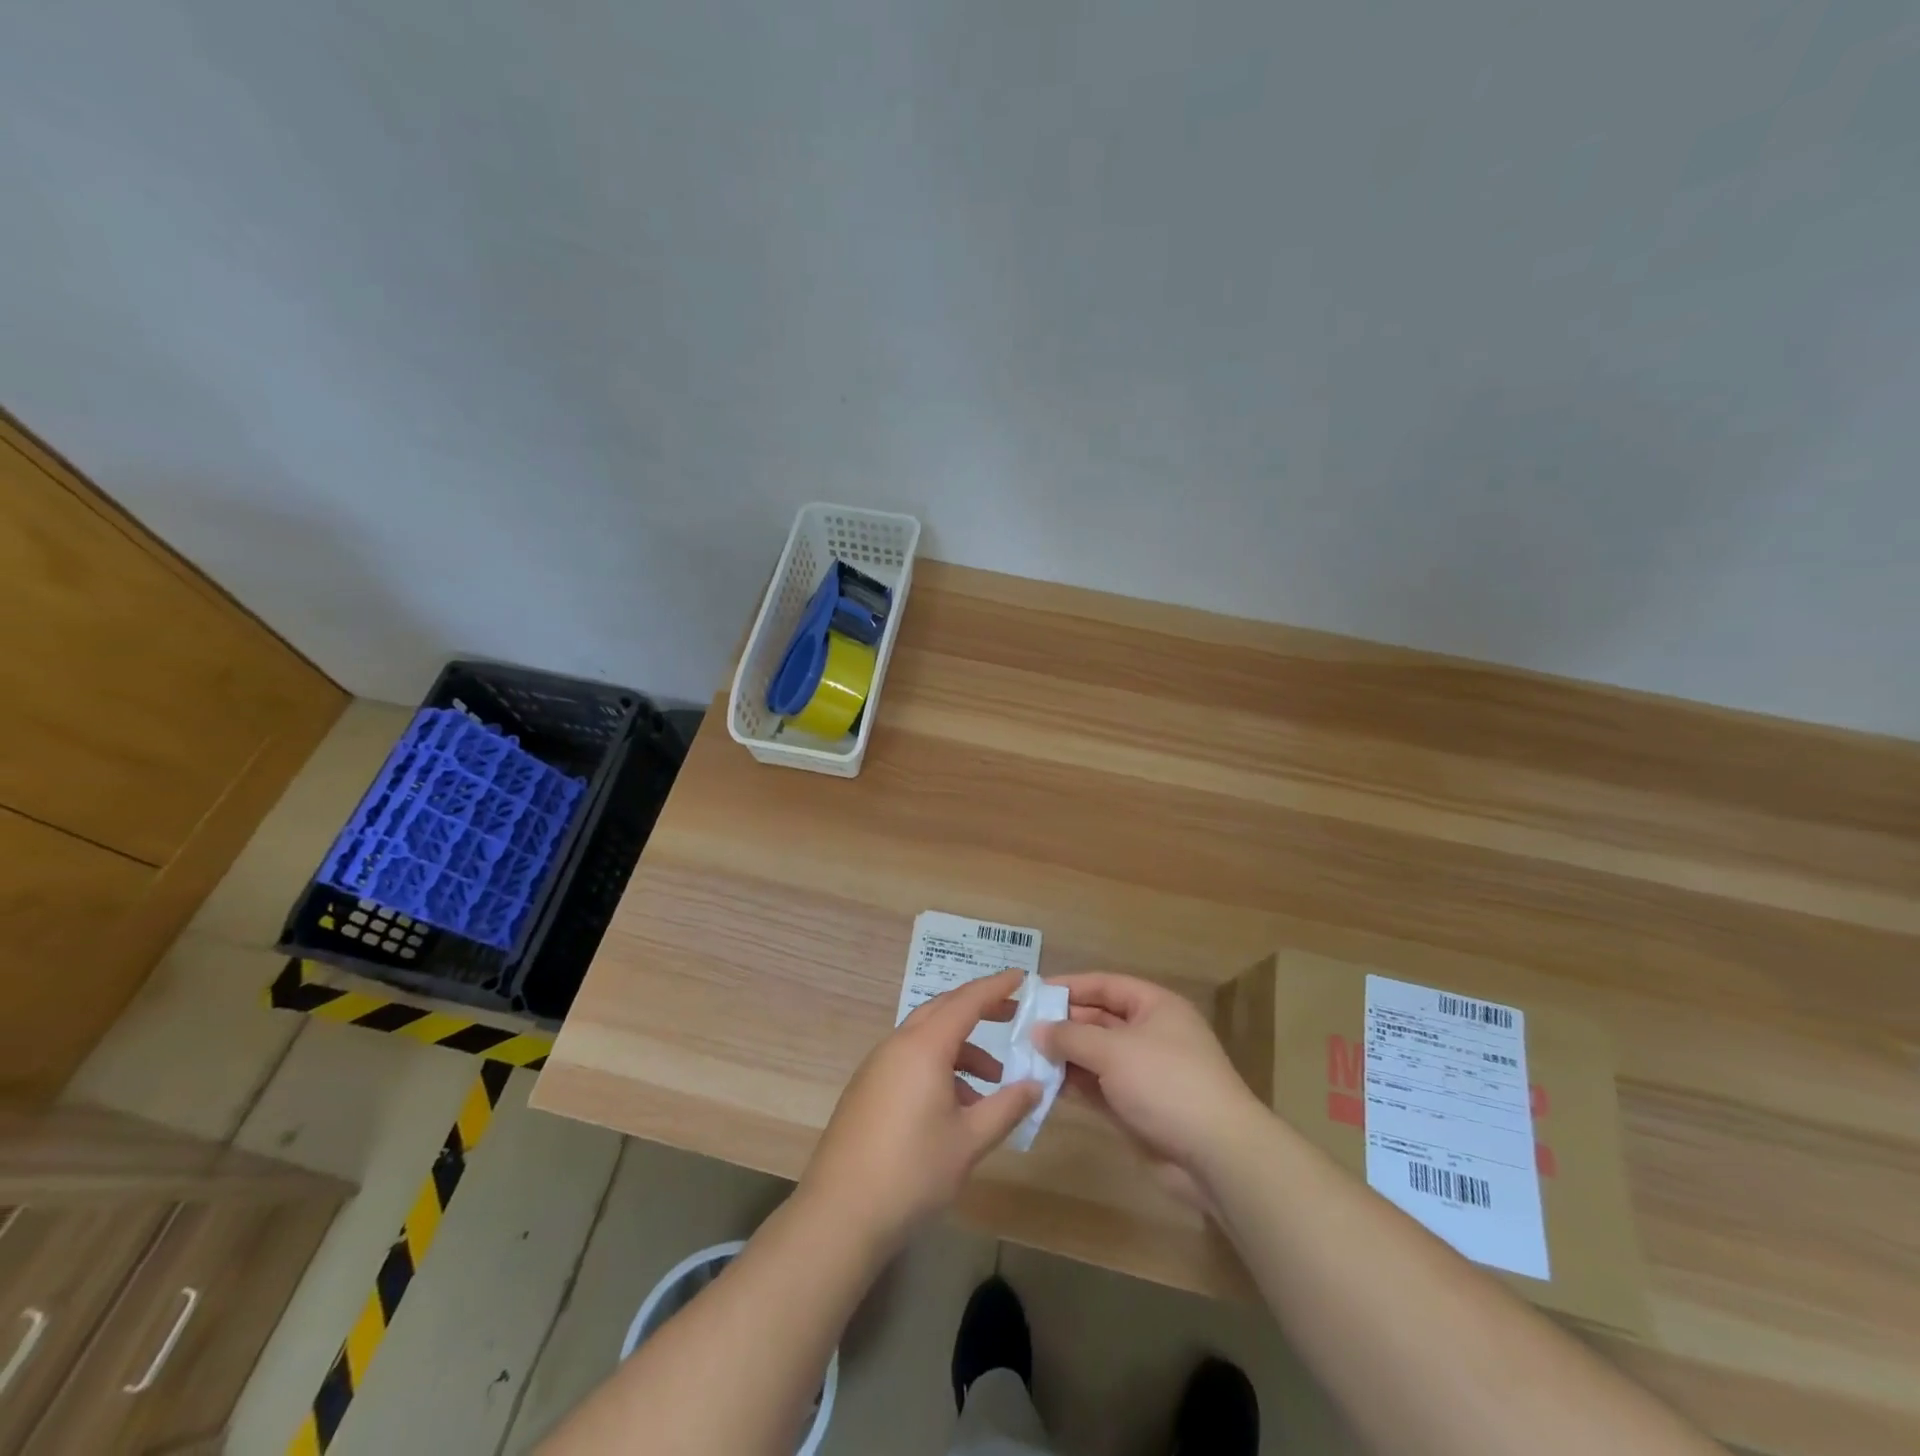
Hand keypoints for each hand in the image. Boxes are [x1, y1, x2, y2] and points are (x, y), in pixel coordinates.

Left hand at [798, 969, 1040, 1252]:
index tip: (1022, 976)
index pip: (967, 1001)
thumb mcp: (970, 1141)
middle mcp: (899, 1045)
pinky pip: (910, 1060)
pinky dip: (938, 1067)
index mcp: (924, 1046)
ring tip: (992, 1083)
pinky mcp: (867, 1088)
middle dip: (979, 1010)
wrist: (841, 1213)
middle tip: (1013, 1016)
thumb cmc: (912, 1171)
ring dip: (961, 1049)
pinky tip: (956, 1107)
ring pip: (927, 1038)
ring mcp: (878, 1065)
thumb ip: (1006, 1107)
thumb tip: (1035, 1085)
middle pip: (943, 1010)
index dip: (996, 987)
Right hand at [1036, 972, 1267, 1206]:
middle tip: (1021, 1029)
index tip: (1033, 993)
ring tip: (1024, 1057)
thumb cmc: (1166, 1083)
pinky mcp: (1138, 1108)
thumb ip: (1071, 1037)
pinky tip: (1044, 1085)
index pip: (1105, 985)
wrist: (1217, 1155)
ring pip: (1096, 1056)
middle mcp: (1150, 1034)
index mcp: (1154, 1007)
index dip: (1070, 986)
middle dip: (1063, 1024)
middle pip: (1099, 1020)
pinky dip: (1075, 1085)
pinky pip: (1099, 1088)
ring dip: (1065, 1057)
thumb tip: (1038, 1030)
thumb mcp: (1114, 1051)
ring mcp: (1144, 1073)